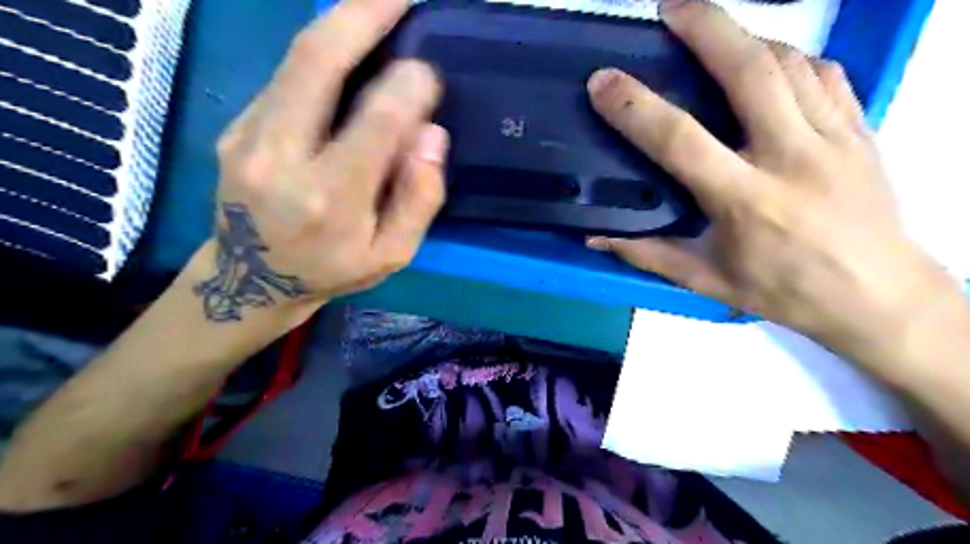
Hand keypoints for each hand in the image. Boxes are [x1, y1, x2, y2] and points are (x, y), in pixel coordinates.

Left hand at [202, 0, 452, 321]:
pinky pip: (286, 77)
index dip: (409, 86)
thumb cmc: (332, 270)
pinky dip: (321, 54)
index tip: (430, 73)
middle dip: (362, 14)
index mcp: (330, 198)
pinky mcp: (235, 126)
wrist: (250, 282)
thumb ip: (419, 199)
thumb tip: (431, 134)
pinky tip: (347, 51)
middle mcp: (280, 157)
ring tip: (379, 7)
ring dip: (340, 23)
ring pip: (295, 58)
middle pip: (316, 61)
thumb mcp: (392, 254)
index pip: (377, 120)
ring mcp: (248, 136)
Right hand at [584, 1, 951, 351]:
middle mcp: (790, 157)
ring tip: (712, 30)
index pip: (680, 139)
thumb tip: (596, 239)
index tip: (604, 82)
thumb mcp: (705, 280)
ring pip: (789, 62)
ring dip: (745, 36)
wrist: (876, 296)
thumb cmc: (782, 291)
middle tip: (671, 8)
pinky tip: (768, 59)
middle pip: (748, 71)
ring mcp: (832, 137)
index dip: (636, 107)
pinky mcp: (860, 130)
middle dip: (706, 28)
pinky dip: (790, 56)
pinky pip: (824, 73)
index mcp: (745, 199)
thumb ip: (648, 254)